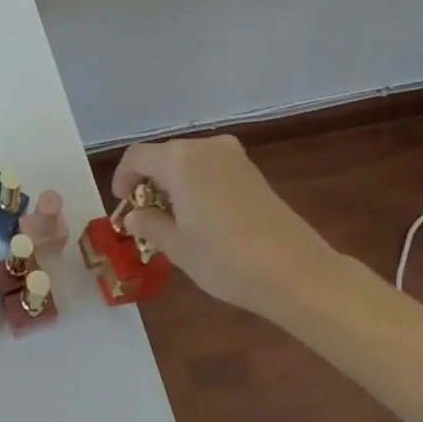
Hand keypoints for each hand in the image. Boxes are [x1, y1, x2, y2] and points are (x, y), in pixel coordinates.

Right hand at [112, 134, 343, 320]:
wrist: (298, 274)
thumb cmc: (227, 259)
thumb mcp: (178, 247)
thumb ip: (149, 225)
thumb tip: (134, 216)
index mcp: (179, 160)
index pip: (137, 156)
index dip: (123, 177)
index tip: (123, 204)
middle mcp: (204, 147)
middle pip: (164, 155)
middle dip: (150, 181)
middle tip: (146, 215)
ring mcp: (232, 156)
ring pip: (189, 161)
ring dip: (174, 183)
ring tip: (174, 218)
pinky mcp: (252, 171)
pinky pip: (211, 168)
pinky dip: (198, 184)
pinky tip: (203, 216)